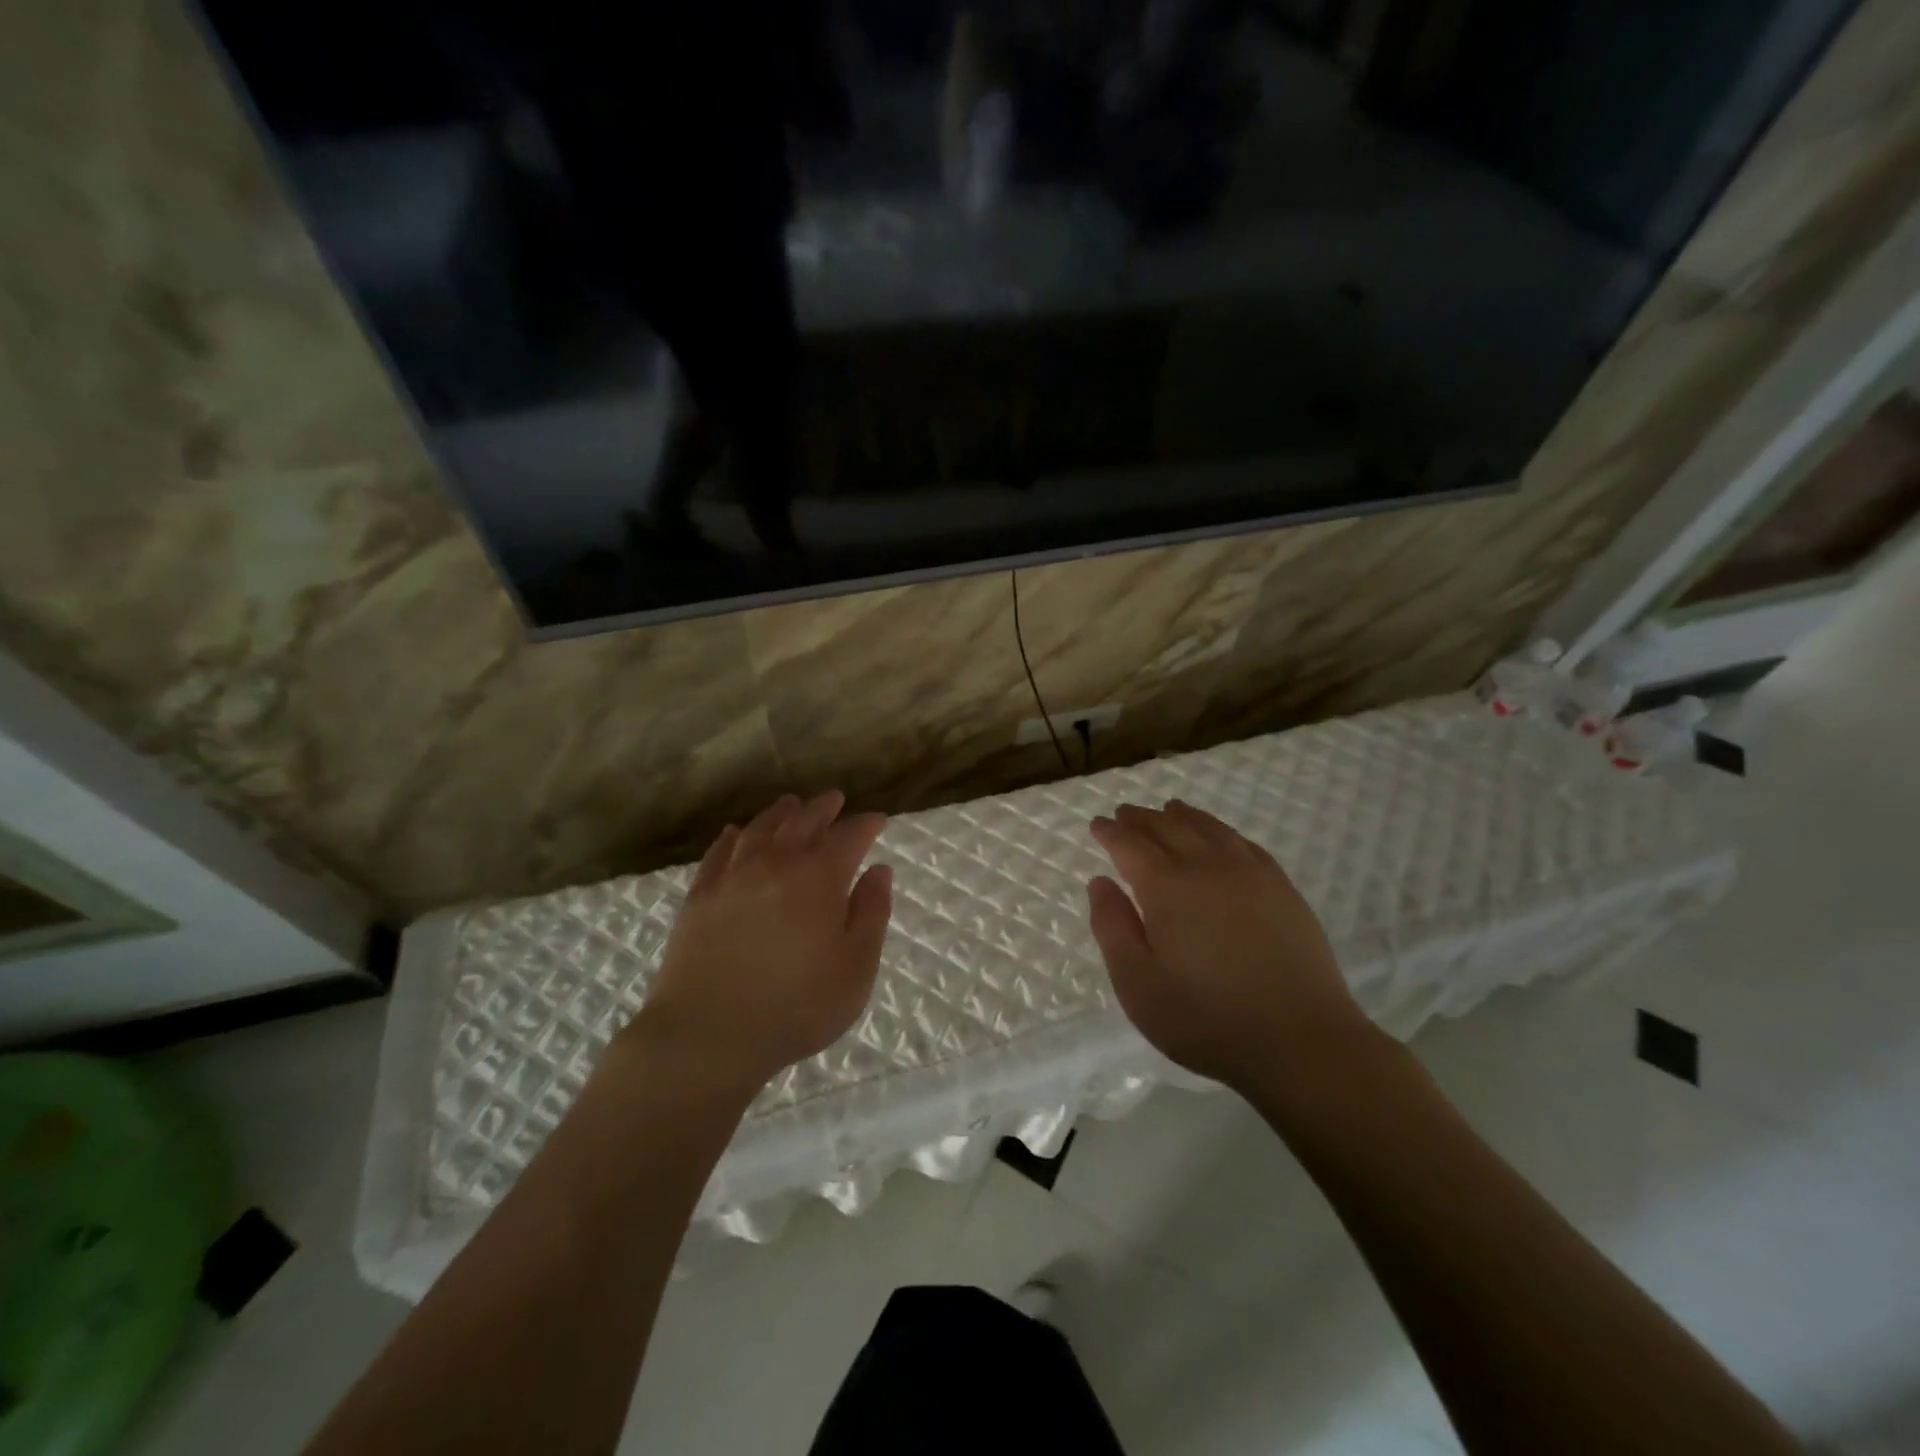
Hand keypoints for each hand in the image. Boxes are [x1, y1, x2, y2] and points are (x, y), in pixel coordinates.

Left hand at [624, 791, 892, 1097]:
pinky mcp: (700, 895)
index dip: (866, 825)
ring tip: (791, 804)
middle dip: (824, 808)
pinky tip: (736, 833)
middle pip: (804, 822)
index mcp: (820, 878)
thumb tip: (879, 870)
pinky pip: (720, 852)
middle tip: (835, 799)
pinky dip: (733, 837)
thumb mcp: (855, 968)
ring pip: (761, 829)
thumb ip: (871, 914)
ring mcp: (733, 876)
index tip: (878, 821)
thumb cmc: (796, 1007)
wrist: (707, 1034)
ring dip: (781, 813)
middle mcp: (777, 864)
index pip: (849, 837)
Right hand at [1087, 799, 1371, 1091]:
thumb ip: (1112, 928)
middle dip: (1142, 818)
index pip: (1130, 845)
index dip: (1111, 832)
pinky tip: (1220, 837)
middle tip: (1125, 813)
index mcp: (1167, 887)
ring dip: (1182, 816)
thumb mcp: (1138, 984)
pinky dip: (1222, 831)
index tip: (1098, 825)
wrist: (1301, 1041)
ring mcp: (1251, 874)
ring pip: (1209, 828)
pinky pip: (1244, 843)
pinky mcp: (1282, 889)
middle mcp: (1207, 867)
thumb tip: (1100, 882)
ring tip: (1169, 810)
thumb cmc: (1206, 1019)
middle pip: (1168, 827)